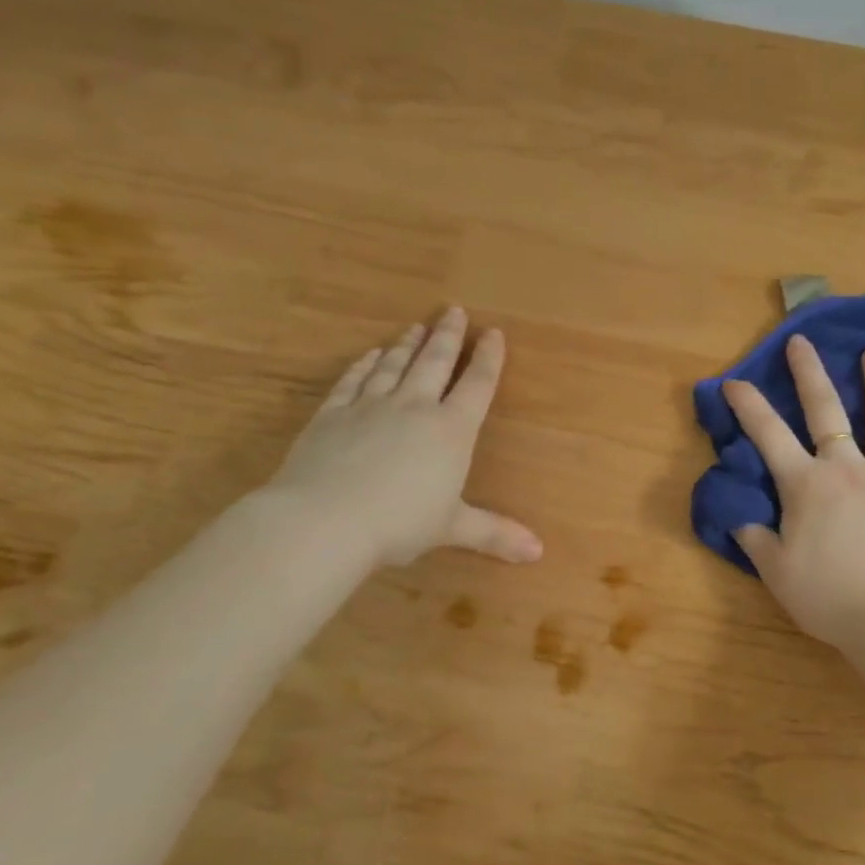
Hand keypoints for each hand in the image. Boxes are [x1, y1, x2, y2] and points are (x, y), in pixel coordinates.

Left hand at [267, 307, 542, 568]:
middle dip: (449, 337)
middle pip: (435, 363)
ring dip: (407, 344)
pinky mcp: (332, 415)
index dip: (489, 359)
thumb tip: (539, 552)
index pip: (477, 386)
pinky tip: (369, 355)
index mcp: (451, 431)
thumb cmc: (400, 524)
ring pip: (394, 366)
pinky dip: (364, 365)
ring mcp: (370, 407)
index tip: (495, 333)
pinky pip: (352, 381)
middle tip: (455, 311)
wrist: (324, 520)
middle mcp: (414, 408)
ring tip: (417, 327)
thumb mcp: (452, 528)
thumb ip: (495, 533)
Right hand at [723, 335, 864, 647]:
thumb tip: (738, 516)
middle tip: (801, 342)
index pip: (769, 436)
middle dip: (809, 373)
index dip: (748, 406)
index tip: (733, 381)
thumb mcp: (776, 573)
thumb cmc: (830, 599)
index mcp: (807, 486)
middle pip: (825, 411)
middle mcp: (848, 469)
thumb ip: (755, 539)